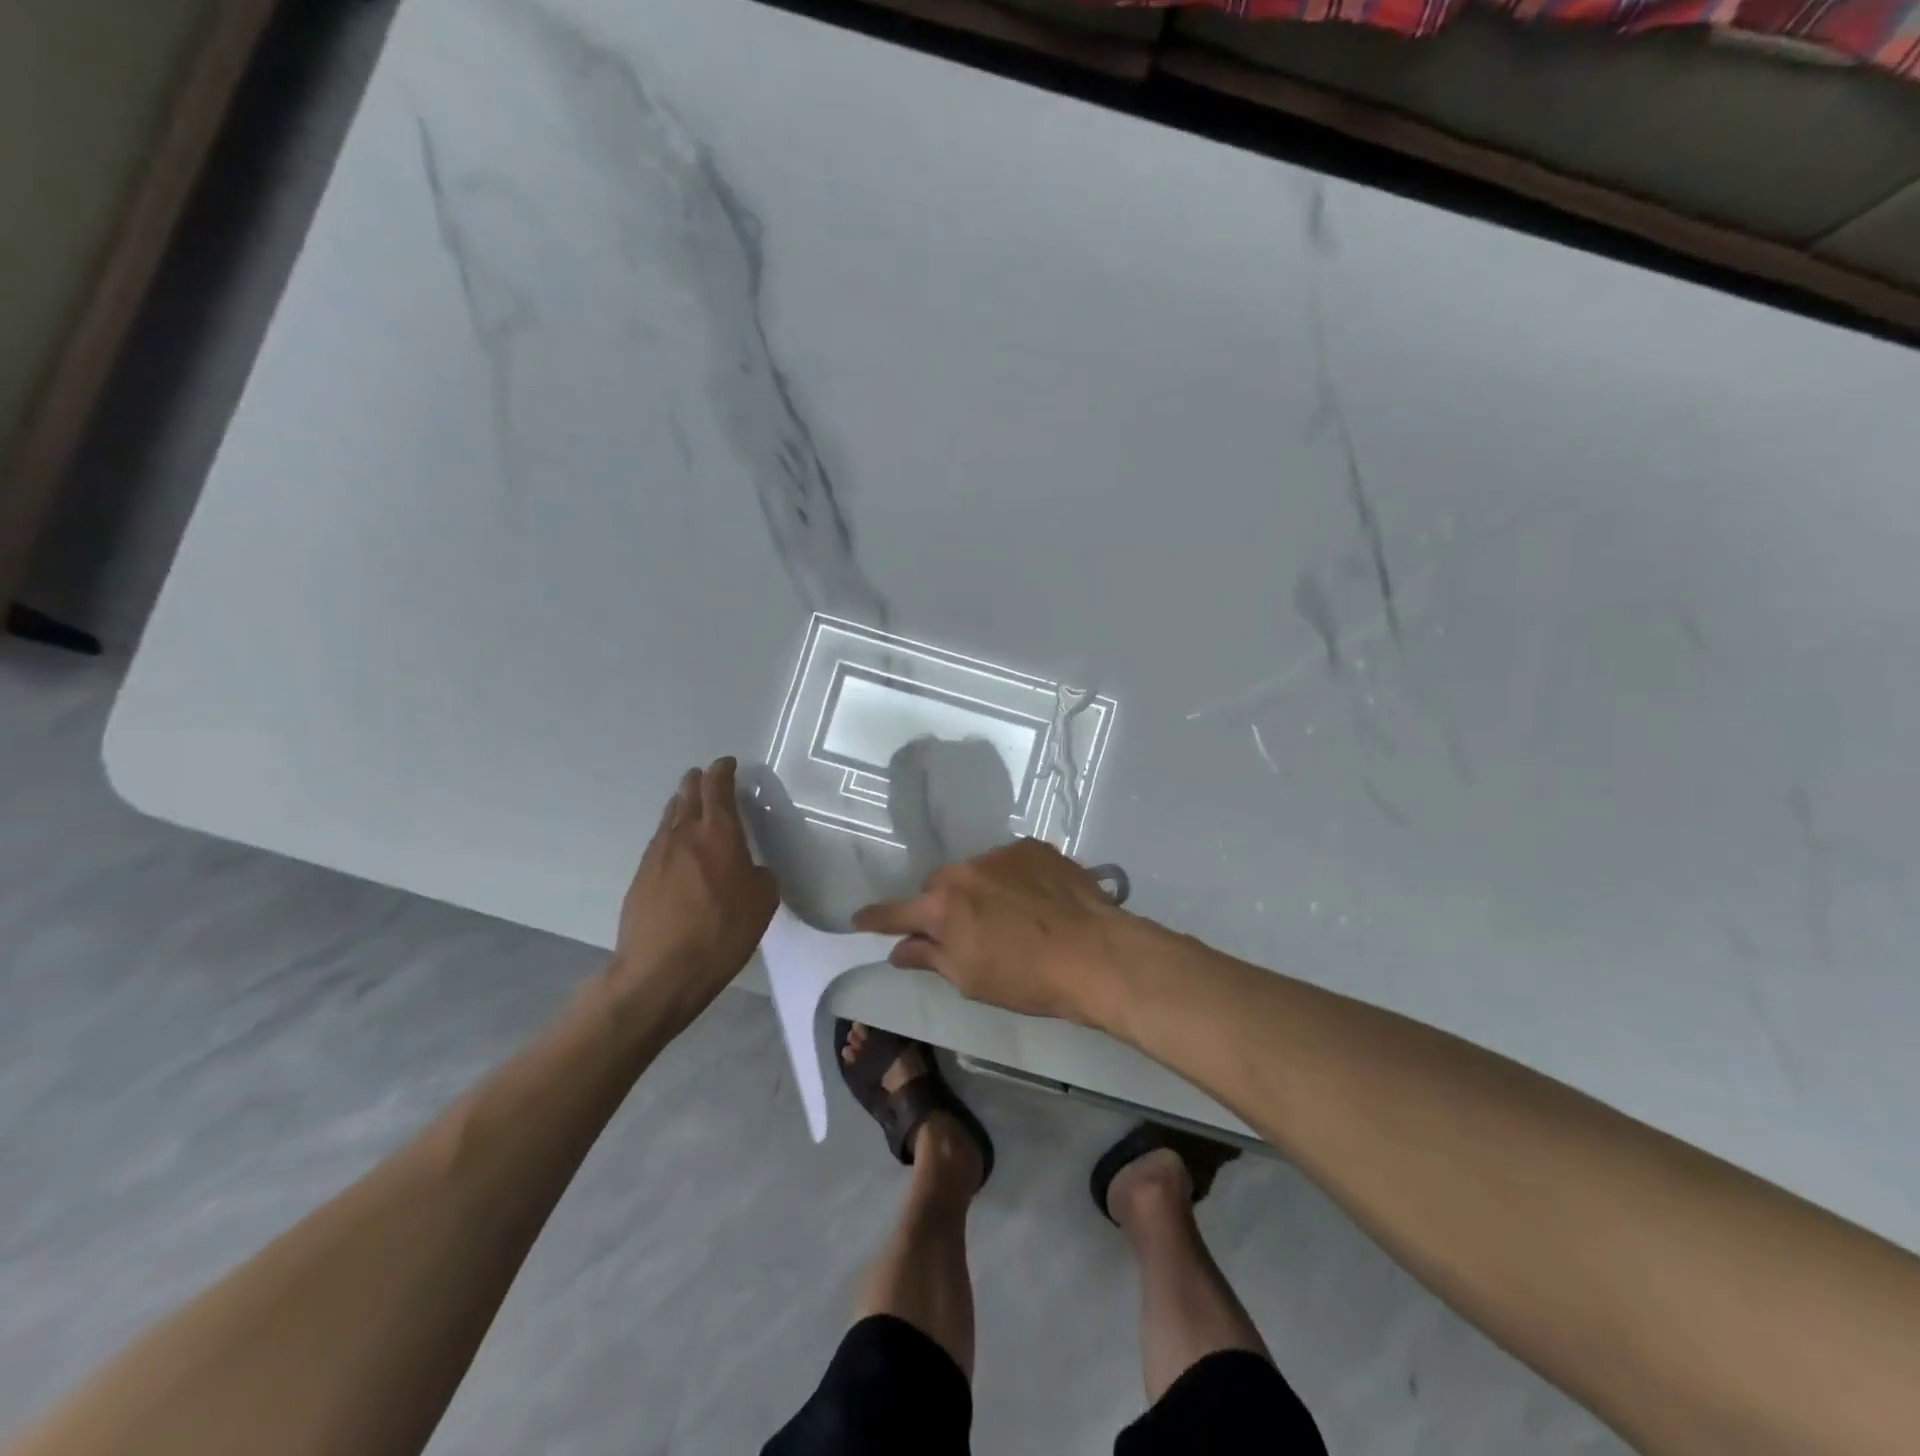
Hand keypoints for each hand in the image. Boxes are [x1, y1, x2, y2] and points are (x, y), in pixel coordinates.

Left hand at [611, 757, 778, 1029]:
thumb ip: (761, 876)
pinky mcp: (640, 877)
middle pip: (688, 794)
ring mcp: (656, 854)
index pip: (718, 787)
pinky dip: (671, 833)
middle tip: (707, 778)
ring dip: (682, 804)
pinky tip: (677, 847)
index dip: (723, 771)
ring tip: (690, 804)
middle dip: (699, 782)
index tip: (728, 764)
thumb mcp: (762, 903)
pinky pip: (659, 841)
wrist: (659, 972)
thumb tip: (751, 869)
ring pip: (670, 816)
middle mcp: (684, 834)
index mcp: (718, 833)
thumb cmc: (721, 933)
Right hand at [851, 838, 1127, 1024]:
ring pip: (975, 871)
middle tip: (960, 931)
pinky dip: (1011, 878)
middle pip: (939, 886)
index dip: (877, 918)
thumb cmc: (1028, 978)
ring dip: (979, 890)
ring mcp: (1002, 854)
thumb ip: (930, 957)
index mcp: (944, 906)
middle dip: (941, 906)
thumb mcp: (971, 979)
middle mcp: (966, 870)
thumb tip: (899, 950)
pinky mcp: (1035, 848)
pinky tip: (1034, 900)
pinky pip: (1009, 862)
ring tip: (1008, 915)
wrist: (1096, 954)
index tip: (859, 919)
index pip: (897, 911)